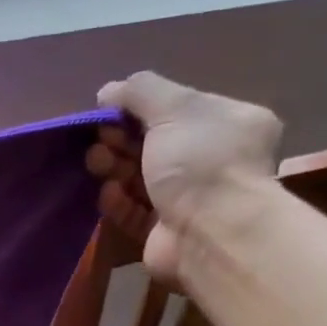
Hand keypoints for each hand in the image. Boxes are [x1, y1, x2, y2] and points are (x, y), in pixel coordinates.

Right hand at [88, 71, 282, 284]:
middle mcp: (214, 161)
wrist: (210, 235)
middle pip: (156, 144)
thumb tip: (108, 90)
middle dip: (122, 140)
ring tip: (96, 165)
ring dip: (115, 169)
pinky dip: (118, 202)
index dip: (140, 108)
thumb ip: (140, 91)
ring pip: (142, 178)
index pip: (179, 109)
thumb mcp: (174, 108)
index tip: (110, 112)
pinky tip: (107, 194)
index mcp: (229, 124)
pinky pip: (135, 212)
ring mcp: (191, 200)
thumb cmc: (200, 162)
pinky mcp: (166, 232)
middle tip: (99, 142)